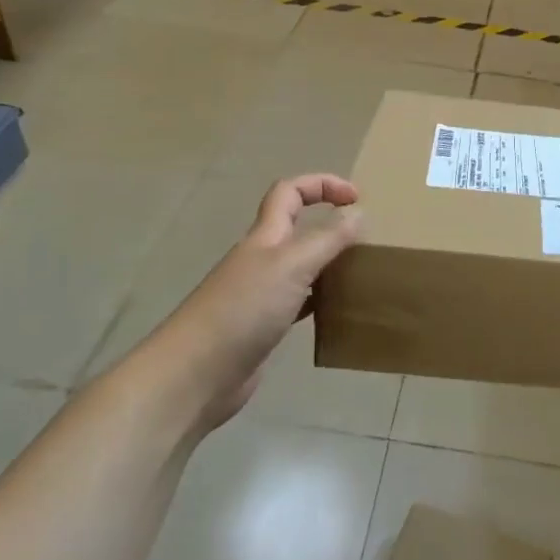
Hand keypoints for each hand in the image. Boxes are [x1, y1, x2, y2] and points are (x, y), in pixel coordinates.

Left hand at [156, 174, 360, 433]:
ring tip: (359, 275)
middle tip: (363, 242)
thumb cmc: (243, 310)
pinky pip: (299, 302)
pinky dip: (320, 300)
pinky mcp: (262, 327)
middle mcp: (261, 259)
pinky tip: (337, 312)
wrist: (195, 375)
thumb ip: (327, 239)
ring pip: (301, 266)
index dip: (322, 184)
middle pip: (295, 228)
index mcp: (265, 236)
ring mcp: (260, 294)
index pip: (290, 192)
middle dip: (329, 225)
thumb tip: (357, 213)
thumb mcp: (292, 265)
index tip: (357, 198)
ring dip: (328, 264)